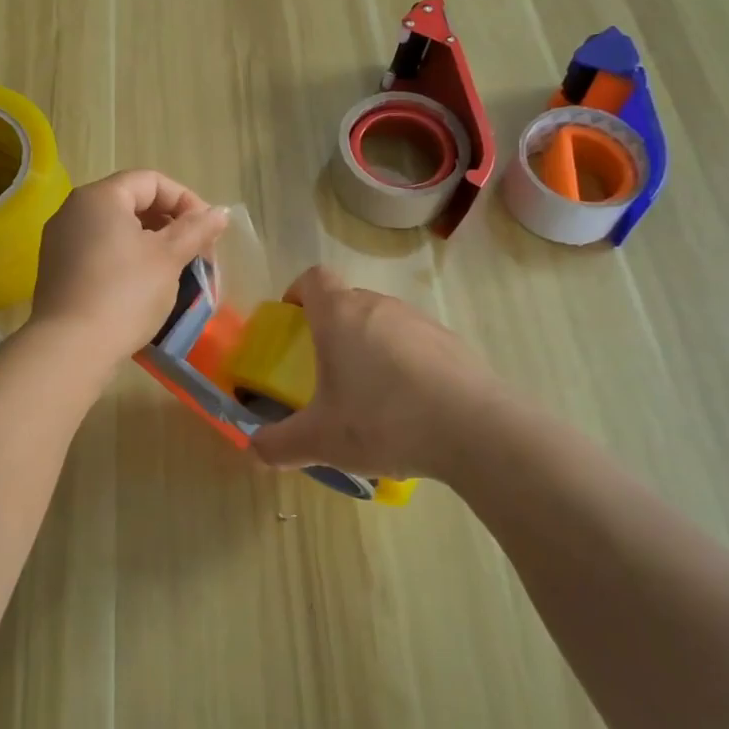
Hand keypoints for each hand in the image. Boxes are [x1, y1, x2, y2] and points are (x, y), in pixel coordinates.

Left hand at [31, 170, 229, 366]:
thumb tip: (220, 212)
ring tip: (173, 270)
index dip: (186, 200)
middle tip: (195, 253)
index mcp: (100, 197)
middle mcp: (74, 210)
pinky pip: (98, 250)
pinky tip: (142, 286)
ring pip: (115, 228)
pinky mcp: (56, 269)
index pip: (151, 181)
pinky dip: (125, 258)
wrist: (70, 348)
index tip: (207, 232)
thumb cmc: (125, 294)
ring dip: (150, 243)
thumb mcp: (169, 258)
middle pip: (132, 201)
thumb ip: (196, 229)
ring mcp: (60, 240)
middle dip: (169, 223)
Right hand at [250, 266, 510, 482]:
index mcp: (340, 316)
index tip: (293, 318)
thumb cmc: (382, 421)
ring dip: (370, 344)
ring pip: (383, 321)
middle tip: (326, 368)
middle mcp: (379, 307)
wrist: (474, 430)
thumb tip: (254, 450)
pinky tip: (411, 405)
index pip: (314, 278)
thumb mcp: (321, 440)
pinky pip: (415, 342)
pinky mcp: (452, 343)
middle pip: (348, 300)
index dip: (299, 292)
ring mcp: (420, 321)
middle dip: (332, 326)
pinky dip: (405, 362)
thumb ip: (279, 445)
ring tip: (370, 393)